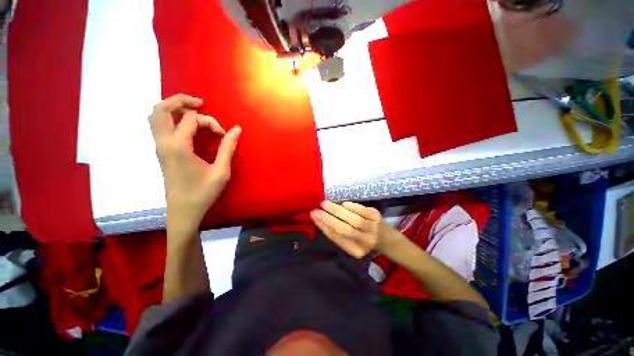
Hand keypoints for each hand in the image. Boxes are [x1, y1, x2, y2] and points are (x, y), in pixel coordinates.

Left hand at [149, 94, 240, 231]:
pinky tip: (187, 126)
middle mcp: (163, 143)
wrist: (183, 211)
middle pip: (161, 109)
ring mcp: (159, 147)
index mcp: (178, 146)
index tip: (223, 135)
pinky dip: (170, 118)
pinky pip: (159, 126)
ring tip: (193, 111)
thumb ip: (228, 148)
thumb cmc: (203, 193)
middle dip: (181, 100)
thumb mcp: (221, 171)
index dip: (211, 122)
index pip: (191, 119)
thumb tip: (236, 129)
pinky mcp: (161, 152)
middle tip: (200, 103)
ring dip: (173, 108)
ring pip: (155, 116)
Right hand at [310, 201, 403, 257]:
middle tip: (317, 209)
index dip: (324, 226)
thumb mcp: (349, 241)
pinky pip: (362, 210)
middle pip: (344, 229)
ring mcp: (372, 228)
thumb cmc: (363, 239)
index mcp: (356, 251)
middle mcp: (365, 242)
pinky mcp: (377, 217)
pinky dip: (351, 206)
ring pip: (353, 219)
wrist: (386, 238)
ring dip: (337, 210)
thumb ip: (336, 233)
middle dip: (328, 218)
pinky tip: (343, 204)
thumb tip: (320, 218)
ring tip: (325, 204)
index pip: (336, 238)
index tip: (314, 216)